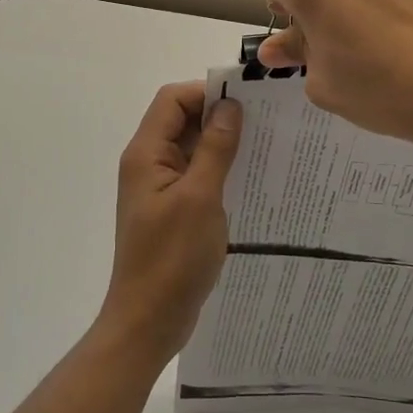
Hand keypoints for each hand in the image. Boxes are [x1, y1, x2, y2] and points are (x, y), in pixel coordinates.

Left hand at [98, 82, 241, 365]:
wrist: (149, 320)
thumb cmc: (172, 258)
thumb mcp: (200, 198)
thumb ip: (215, 148)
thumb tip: (229, 106)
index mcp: (146, 154)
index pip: (172, 100)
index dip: (207, 92)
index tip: (248, 102)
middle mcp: (149, 165)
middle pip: (181, 121)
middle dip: (219, 116)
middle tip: (265, 123)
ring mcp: (160, 189)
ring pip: (191, 150)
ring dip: (222, 145)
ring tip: (265, 148)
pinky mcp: (172, 211)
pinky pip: (196, 177)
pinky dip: (219, 171)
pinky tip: (249, 180)